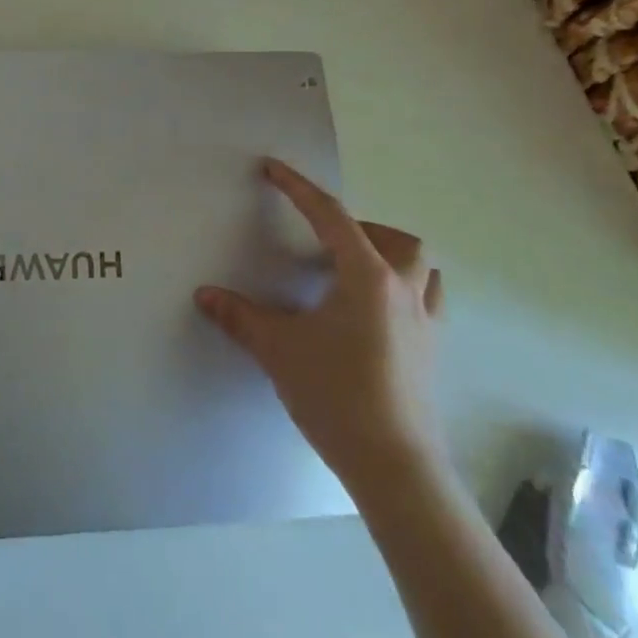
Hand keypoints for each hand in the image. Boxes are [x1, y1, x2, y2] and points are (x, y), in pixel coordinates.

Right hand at [196, 157, 445, 488]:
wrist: (395, 467)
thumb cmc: (337, 395)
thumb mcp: (279, 350)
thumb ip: (240, 317)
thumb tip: (205, 295)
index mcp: (366, 277)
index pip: (331, 216)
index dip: (298, 188)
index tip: (273, 169)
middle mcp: (403, 291)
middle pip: (399, 239)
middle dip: (364, 228)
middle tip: (327, 243)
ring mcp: (425, 323)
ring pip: (424, 269)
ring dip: (394, 257)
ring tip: (357, 271)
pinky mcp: (432, 353)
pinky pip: (428, 302)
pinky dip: (406, 291)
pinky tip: (376, 314)